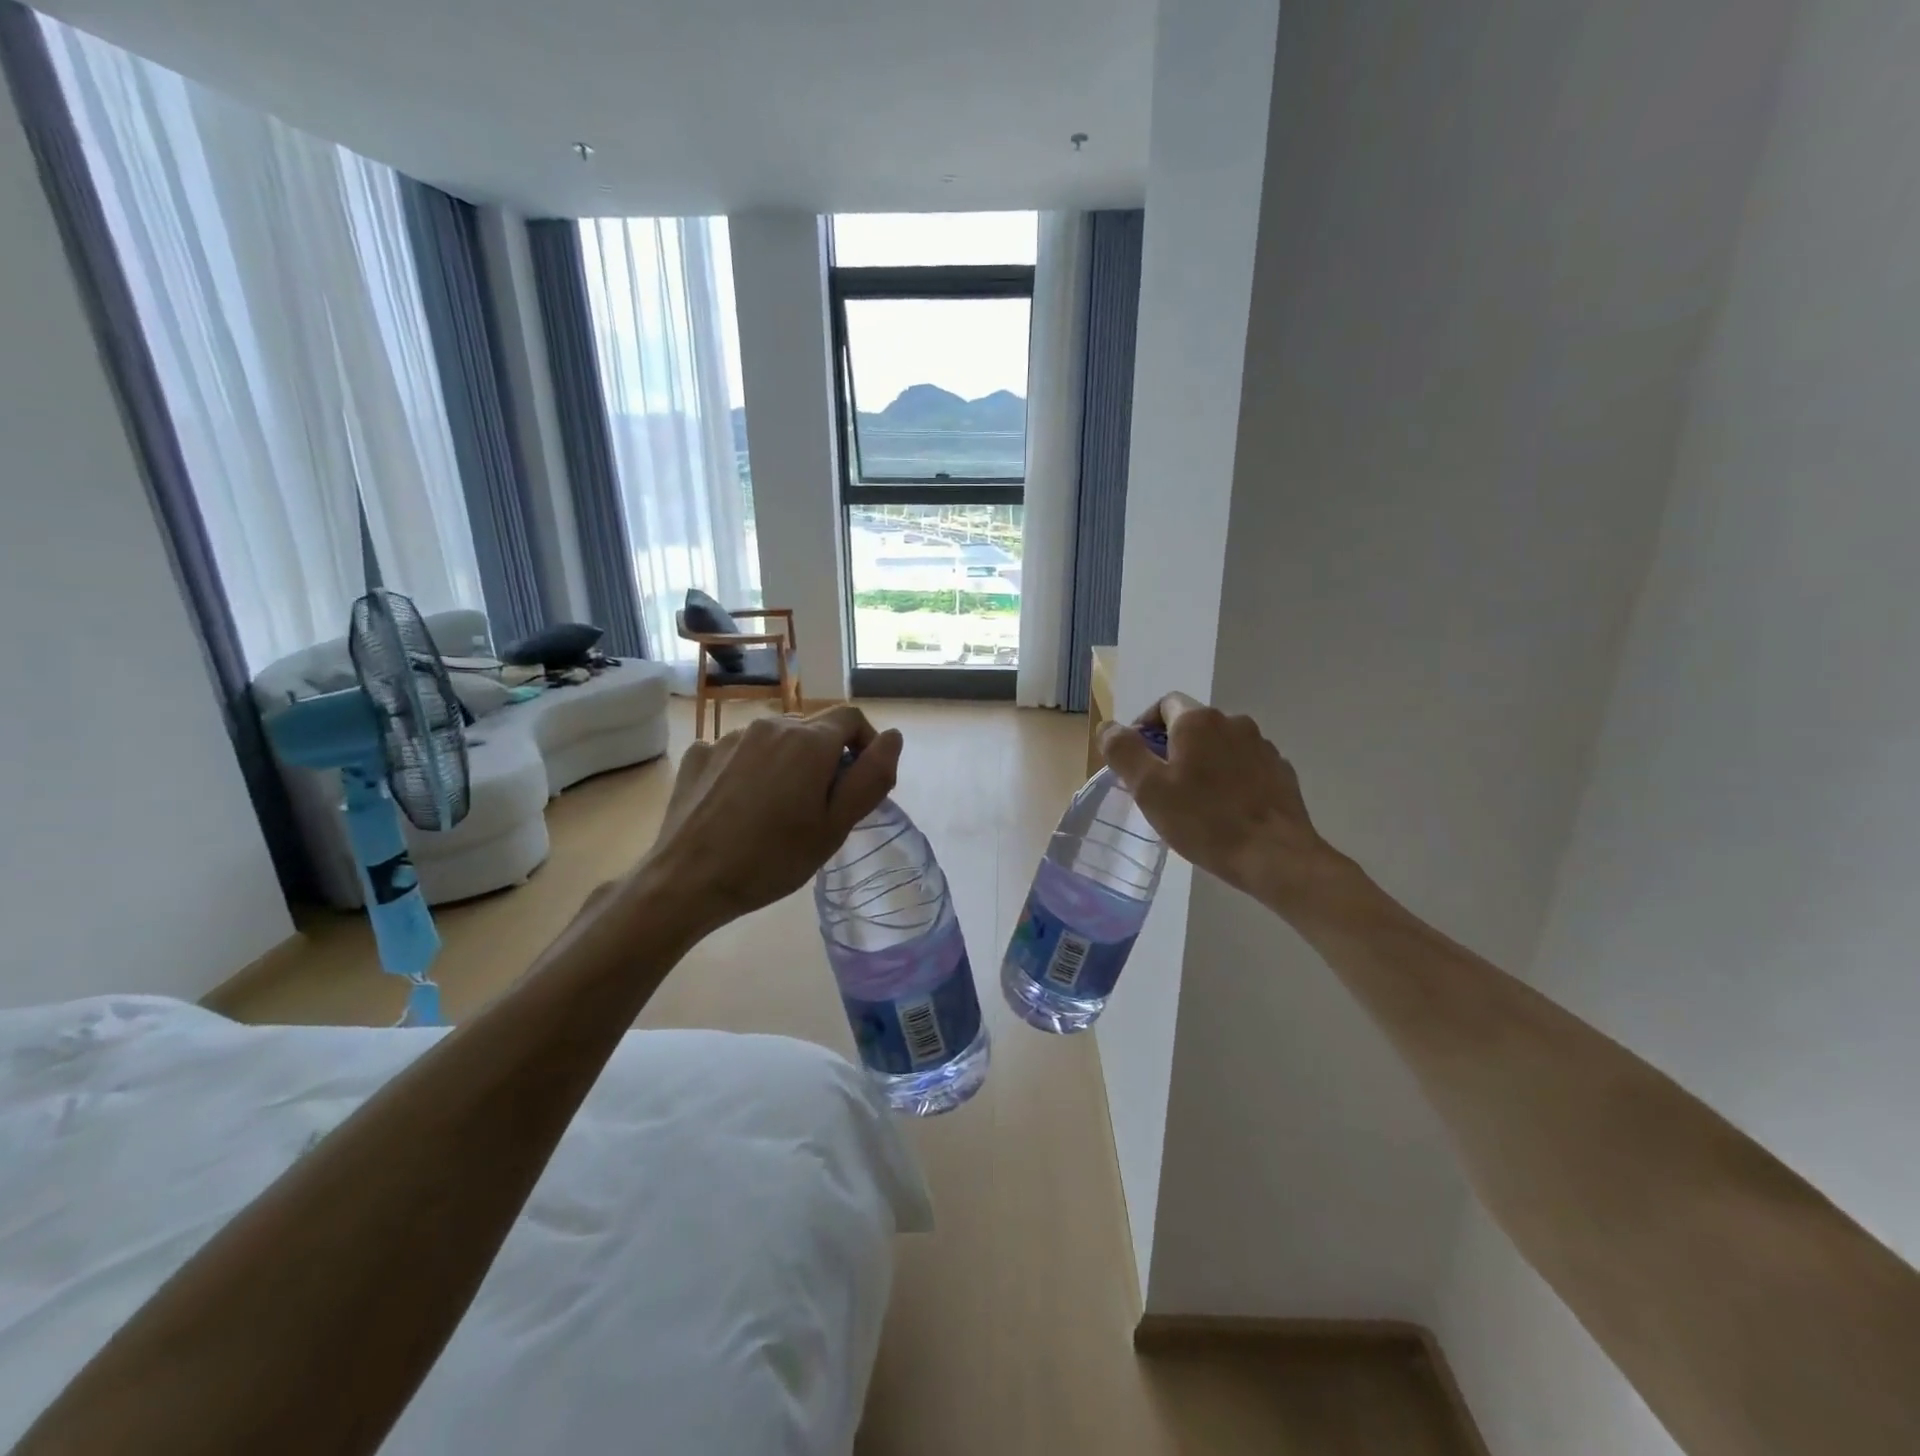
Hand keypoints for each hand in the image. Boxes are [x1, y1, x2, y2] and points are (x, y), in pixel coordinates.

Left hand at [636, 707, 902, 929]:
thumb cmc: (772, 859)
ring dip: (788, 762)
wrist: (686, 881)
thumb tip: (892, 737)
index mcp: (808, 741)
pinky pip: (739, 752)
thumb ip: (871, 777)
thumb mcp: (835, 827)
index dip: (865, 744)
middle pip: (813, 727)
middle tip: (821, 805)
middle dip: (826, 757)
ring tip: (778, 808)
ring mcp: (729, 738)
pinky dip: (750, 769)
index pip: (852, 718)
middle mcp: (769, 726)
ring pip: (775, 739)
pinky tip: (740, 805)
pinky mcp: (699, 755)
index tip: (859, 783)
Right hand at [1097, 693, 1338, 905]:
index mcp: (1198, 721)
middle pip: (1192, 725)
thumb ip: (1123, 751)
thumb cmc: (1204, 820)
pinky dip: (1229, 778)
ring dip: (1203, 763)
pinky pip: (1244, 765)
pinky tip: (1225, 810)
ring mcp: (1262, 746)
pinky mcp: (1280, 771)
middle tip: (1160, 786)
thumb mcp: (1148, 788)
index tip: (1136, 759)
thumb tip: (1109, 727)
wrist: (1275, 855)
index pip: (1164, 704)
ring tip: (1194, 801)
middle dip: (1172, 748)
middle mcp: (1233, 722)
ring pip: (1220, 746)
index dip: (1144, 726)